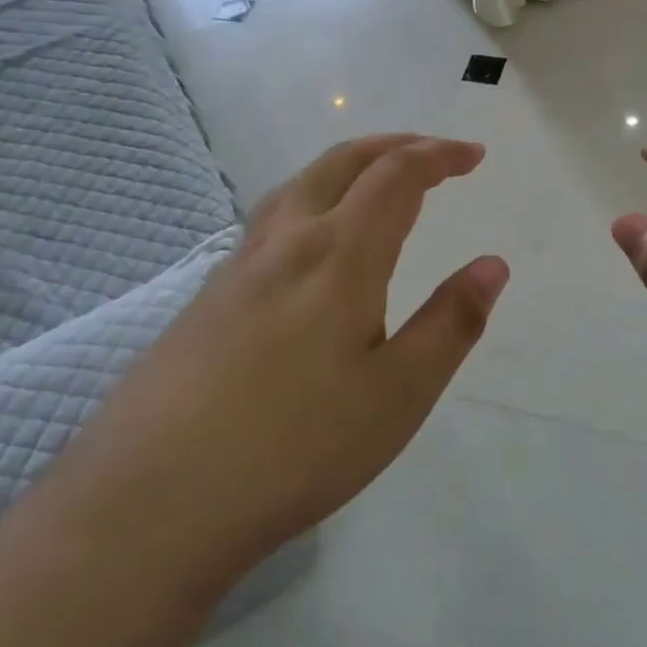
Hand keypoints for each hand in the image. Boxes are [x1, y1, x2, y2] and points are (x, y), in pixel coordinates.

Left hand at [83, 135, 508, 577]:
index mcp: (339, 255)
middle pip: (341, 162)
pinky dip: (309, 201)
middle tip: (432, 153)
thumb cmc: (296, 447)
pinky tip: (308, 247)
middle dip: (393, 145)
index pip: (396, 176)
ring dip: (346, 166)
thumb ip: (451, 323)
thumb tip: (493, 265)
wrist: (153, 500)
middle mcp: (285, 242)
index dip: (439, 155)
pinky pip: (269, 222)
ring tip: (373, 182)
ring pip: (297, 186)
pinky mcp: (206, 299)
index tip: (473, 156)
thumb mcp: (399, 394)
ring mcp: (237, 267)